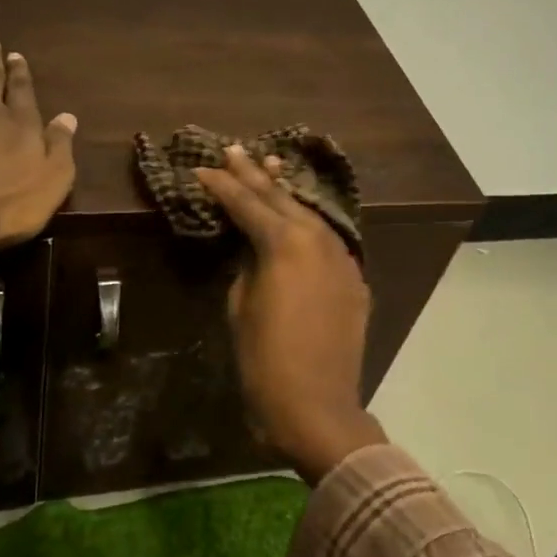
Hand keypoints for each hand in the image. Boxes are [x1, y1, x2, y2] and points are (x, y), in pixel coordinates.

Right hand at [195, 146, 386, 483]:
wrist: (317, 405)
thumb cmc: (265, 360)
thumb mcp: (241, 307)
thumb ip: (248, 266)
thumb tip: (253, 248)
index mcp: (284, 244)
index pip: (247, 204)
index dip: (223, 186)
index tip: (202, 170)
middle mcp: (318, 240)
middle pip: (281, 200)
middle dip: (255, 175)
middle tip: (234, 151)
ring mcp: (341, 259)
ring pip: (309, 215)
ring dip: (285, 194)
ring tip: (268, 169)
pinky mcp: (353, 280)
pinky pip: (327, 241)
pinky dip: (308, 224)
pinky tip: (299, 217)